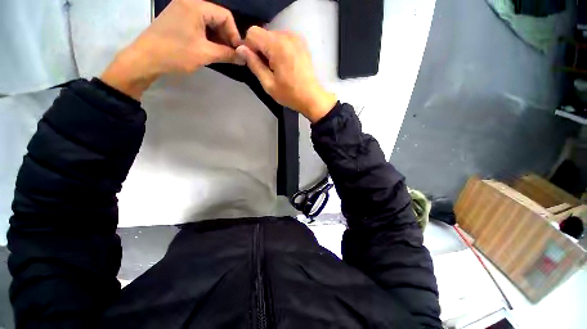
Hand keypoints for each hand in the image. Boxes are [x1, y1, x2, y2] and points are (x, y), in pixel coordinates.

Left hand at [101, 0, 242, 99]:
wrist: (145, 59)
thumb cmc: (175, 54)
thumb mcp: (205, 54)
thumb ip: (228, 54)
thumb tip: (245, 58)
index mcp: (196, 6)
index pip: (225, 16)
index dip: (235, 35)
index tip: (238, 52)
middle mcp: (189, 2)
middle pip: (217, 17)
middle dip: (226, 37)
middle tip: (231, 55)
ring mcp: (182, 9)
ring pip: (209, 22)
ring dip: (218, 38)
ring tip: (222, 54)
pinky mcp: (177, 18)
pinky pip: (199, 24)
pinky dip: (208, 37)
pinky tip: (210, 49)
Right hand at [236, 27, 336, 122]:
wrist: (311, 97)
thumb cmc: (290, 94)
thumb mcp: (268, 84)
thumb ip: (254, 64)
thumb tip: (240, 49)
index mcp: (278, 46)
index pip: (252, 32)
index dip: (249, 47)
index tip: (254, 62)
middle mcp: (287, 36)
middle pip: (263, 33)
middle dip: (260, 49)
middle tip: (267, 68)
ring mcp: (296, 38)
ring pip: (273, 36)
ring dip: (269, 49)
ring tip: (277, 68)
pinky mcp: (301, 43)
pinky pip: (283, 39)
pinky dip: (279, 49)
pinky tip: (284, 64)